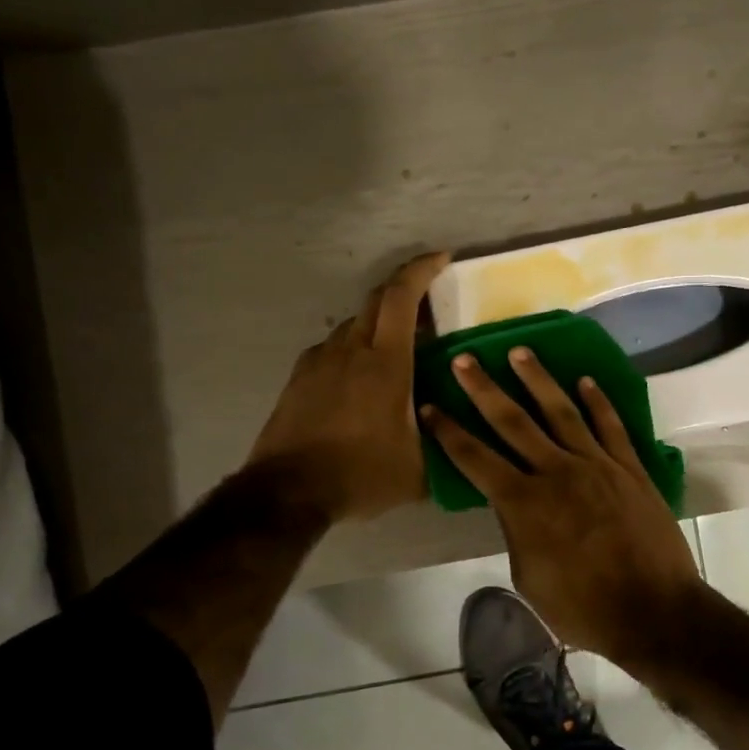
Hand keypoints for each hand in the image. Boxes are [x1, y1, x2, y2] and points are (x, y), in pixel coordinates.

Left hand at [246, 252, 450, 522]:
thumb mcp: (418, 469)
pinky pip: (334, 349)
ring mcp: (320, 361)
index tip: (442, 258)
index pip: (402, 297)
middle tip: (429, 306)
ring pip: (354, 325)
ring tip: (398, 352)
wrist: (287, 491)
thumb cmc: (359, 474)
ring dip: (379, 326)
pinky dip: (354, 350)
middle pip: (377, 301)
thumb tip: (460, 433)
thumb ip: (444, 444)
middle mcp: (350, 350)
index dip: (422, 270)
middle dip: (405, 291)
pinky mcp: (300, 377)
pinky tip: (362, 379)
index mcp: (385, 363)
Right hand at [422, 348, 702, 658]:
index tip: (429, 406)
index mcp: (523, 503)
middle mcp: (556, 472)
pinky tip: (585, 381)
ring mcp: (596, 465)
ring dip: (537, 380)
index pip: (475, 458)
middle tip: (465, 359)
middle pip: (512, 421)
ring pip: (561, 411)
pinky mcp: (629, 468)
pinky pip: (611, 426)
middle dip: (484, 389)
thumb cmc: (583, 608)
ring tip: (519, 352)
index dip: (448, 432)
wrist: (654, 611)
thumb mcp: (529, 578)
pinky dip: (598, 401)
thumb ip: (516, 533)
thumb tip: (513, 507)